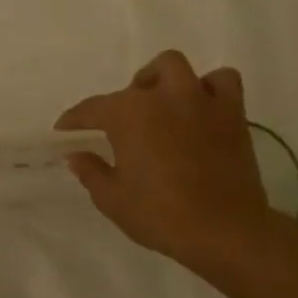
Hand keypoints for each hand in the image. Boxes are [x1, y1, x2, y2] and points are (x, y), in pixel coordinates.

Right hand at [57, 50, 276, 271]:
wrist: (224, 230)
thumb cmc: (161, 216)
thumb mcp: (113, 200)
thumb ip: (91, 172)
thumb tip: (77, 155)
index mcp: (129, 114)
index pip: (92, 109)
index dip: (74, 120)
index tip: (64, 131)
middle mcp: (163, 96)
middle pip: (136, 84)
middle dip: (124, 101)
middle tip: (123, 127)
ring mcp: (200, 99)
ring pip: (175, 67)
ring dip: (162, 81)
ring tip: (161, 105)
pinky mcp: (232, 112)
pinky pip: (222, 81)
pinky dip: (209, 88)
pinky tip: (202, 108)